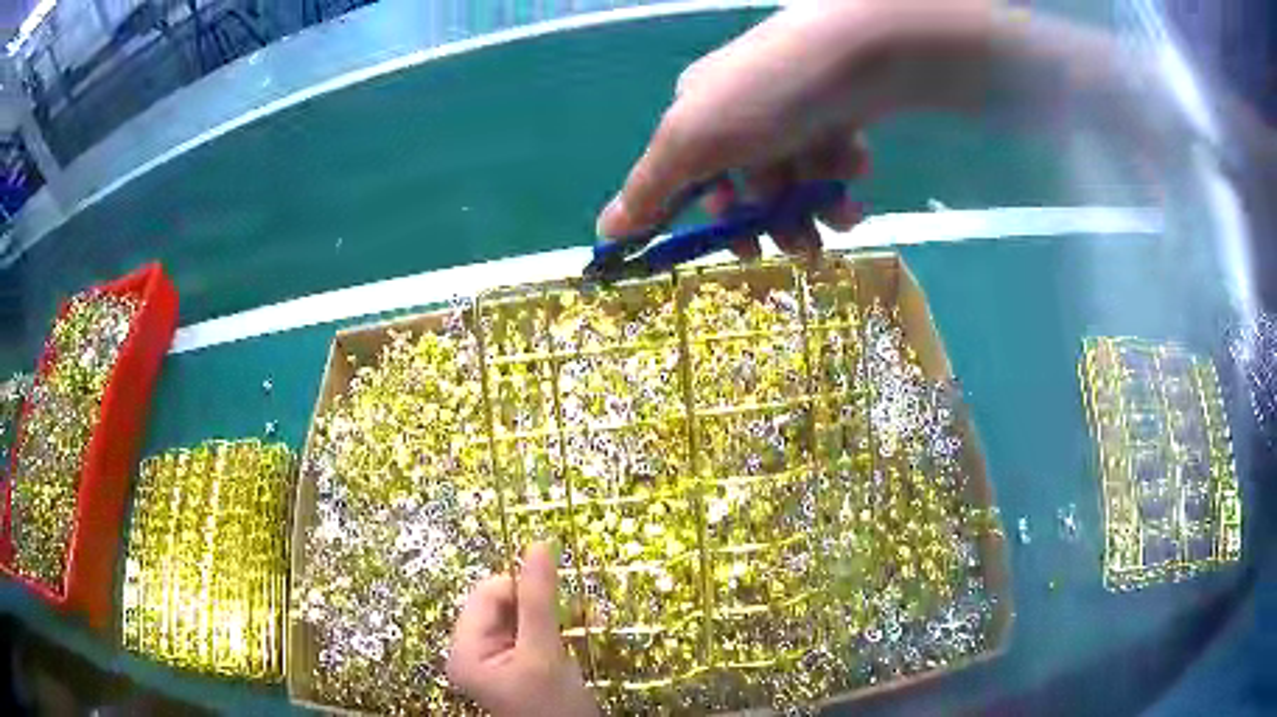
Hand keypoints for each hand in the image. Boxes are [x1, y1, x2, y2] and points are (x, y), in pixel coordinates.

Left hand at [447, 543, 598, 716]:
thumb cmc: (554, 705)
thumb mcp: (545, 652)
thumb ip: (539, 599)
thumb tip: (539, 544)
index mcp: (464, 650)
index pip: (486, 596)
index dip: (519, 587)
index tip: (558, 595)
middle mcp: (471, 651)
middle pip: (501, 604)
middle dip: (540, 602)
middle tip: (579, 610)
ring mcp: (493, 658)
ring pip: (519, 614)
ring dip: (552, 612)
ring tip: (585, 618)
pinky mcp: (514, 662)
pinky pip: (529, 630)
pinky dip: (554, 626)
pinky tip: (579, 628)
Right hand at [596, 0, 1011, 258]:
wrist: (856, 52)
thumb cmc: (765, 95)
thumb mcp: (694, 142)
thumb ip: (651, 190)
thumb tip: (604, 233)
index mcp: (698, 112)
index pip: (690, 178)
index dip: (714, 219)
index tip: (741, 251)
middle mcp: (740, 109)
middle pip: (749, 183)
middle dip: (775, 221)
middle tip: (800, 248)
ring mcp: (791, 109)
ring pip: (797, 176)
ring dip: (818, 205)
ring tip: (843, 217)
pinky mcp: (835, 110)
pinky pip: (832, 155)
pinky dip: (843, 173)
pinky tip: (857, 171)